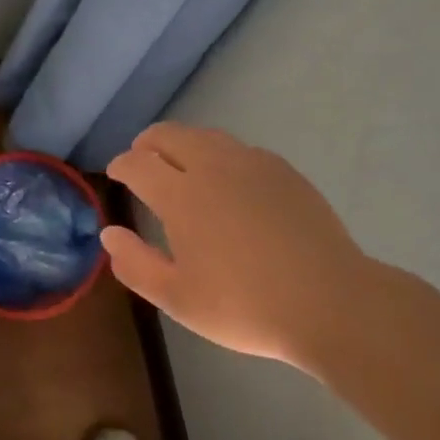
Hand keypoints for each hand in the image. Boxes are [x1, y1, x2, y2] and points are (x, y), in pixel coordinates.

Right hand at [103, 123, 378, 373]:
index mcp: (181, 194)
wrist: (329, 301)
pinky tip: (228, 183)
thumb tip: (109, 234)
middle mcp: (213, 166)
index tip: (117, 174)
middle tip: (142, 162)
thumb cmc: (244, 306)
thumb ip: (135, 264)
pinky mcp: (283, 170)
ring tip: (181, 168)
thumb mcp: (178, 298)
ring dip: (183, 145)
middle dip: (147, 144)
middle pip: (169, 134)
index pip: (137, 163)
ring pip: (205, 136)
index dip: (121, 165)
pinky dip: (219, 156)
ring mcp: (252, 163)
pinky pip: (239, 149)